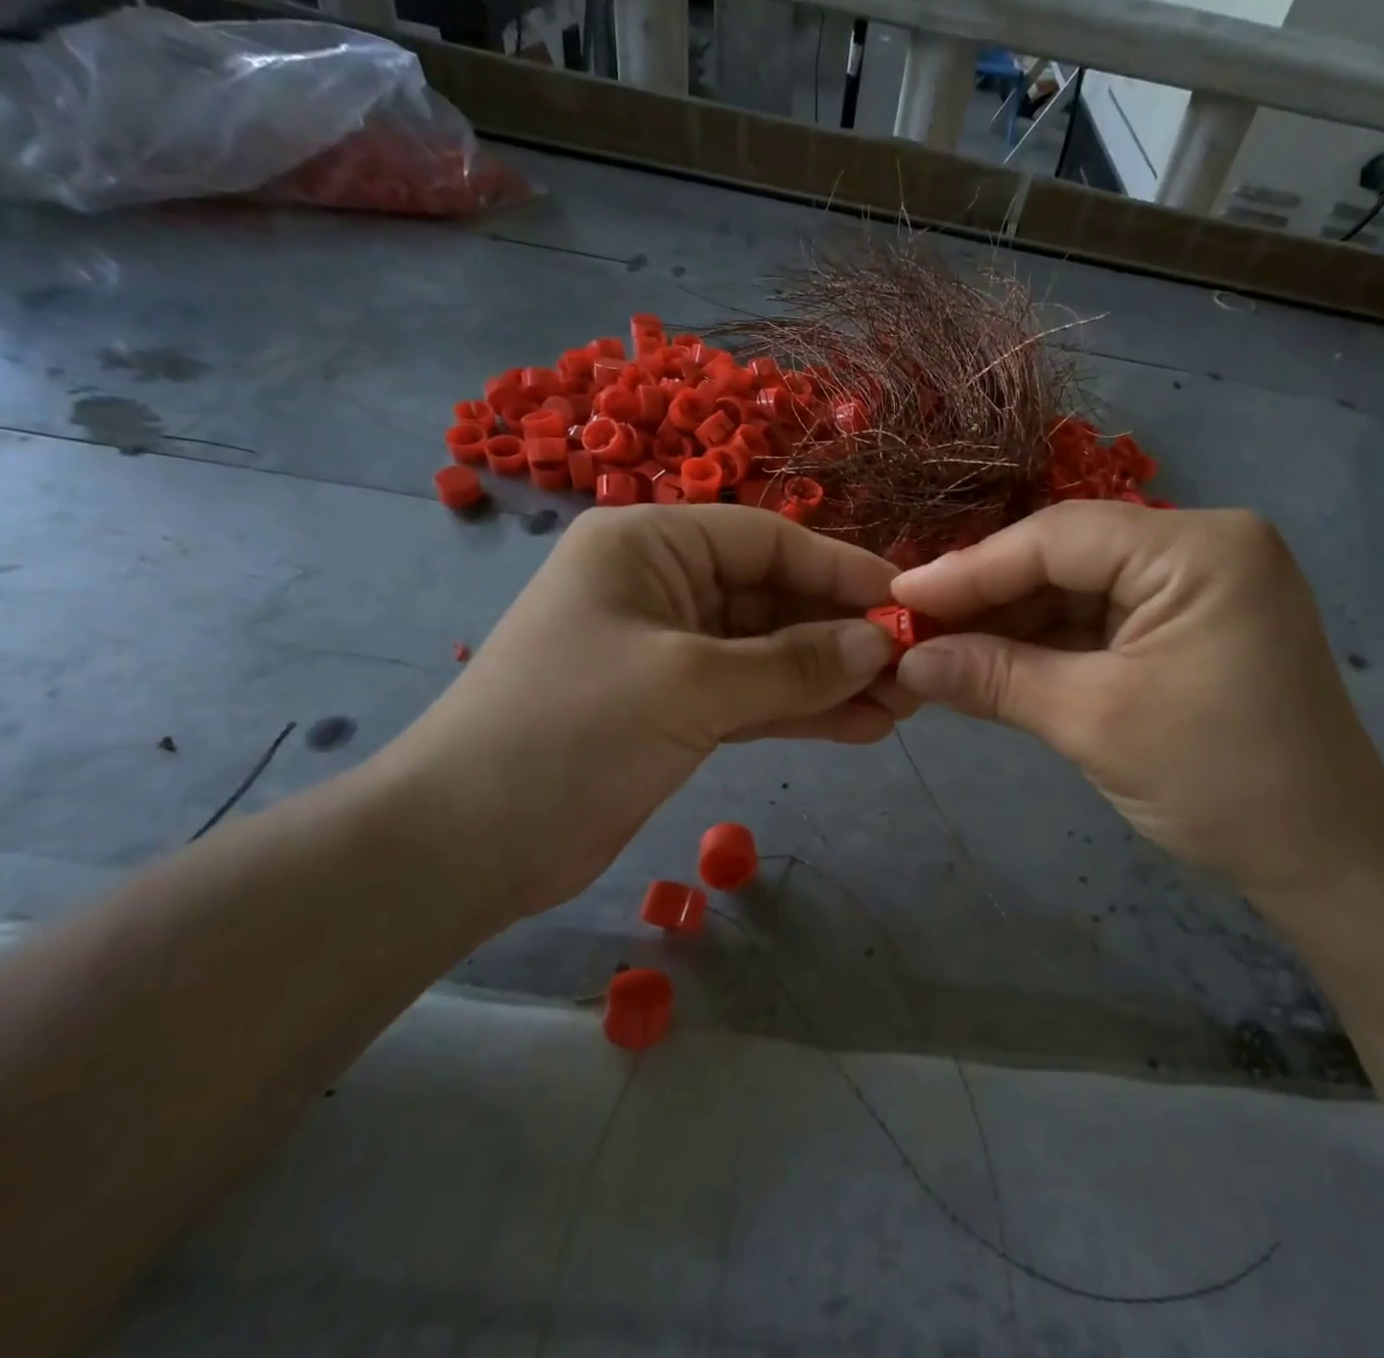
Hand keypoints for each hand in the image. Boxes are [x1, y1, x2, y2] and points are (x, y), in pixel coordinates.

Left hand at [368, 506, 906, 913]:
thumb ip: (791, 664)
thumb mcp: (690, 685)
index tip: (907, 604)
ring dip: (832, 679)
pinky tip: (860, 727)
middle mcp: (664, 587)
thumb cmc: (570, 730)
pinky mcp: (677, 709)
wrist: (467, 843)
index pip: (768, 540)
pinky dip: (802, 712)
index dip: (841, 570)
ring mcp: (672, 652)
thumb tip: (878, 644)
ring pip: (771, 655)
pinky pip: (754, 698)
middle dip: (843, 635)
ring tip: (903, 706)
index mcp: (650, 545)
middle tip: (916, 668)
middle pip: (775, 599)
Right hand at [889, 503, 1383, 894]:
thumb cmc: (1219, 782)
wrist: (1323, 859)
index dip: (970, 568)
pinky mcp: (1184, 623)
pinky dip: (1043, 644)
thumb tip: (906, 662)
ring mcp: (1195, 584)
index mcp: (1198, 548)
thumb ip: (994, 678)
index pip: (1058, 538)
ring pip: (1075, 589)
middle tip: (913, 630)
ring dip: (1008, 623)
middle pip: (1065, 556)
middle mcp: (1199, 546)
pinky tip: (989, 662)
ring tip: (938, 650)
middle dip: (987, 598)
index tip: (899, 599)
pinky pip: (1097, 619)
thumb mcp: (1093, 722)